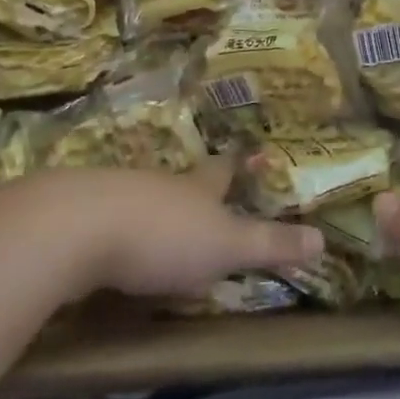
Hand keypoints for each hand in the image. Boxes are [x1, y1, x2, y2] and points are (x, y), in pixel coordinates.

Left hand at [30, 158, 322, 300]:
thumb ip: (270, 245)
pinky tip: (111, 247)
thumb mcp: (225, 246)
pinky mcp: (79, 215)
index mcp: (198, 188)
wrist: (76, 228)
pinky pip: (106, 218)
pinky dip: (115, 227)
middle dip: (195, 185)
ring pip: (144, 196)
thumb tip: (324, 239)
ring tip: (159, 222)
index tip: (247, 151)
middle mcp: (161, 183)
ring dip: (154, 207)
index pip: (223, 171)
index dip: (237, 164)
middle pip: (183, 180)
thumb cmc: (164, 236)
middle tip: (203, 191)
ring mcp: (117, 194)